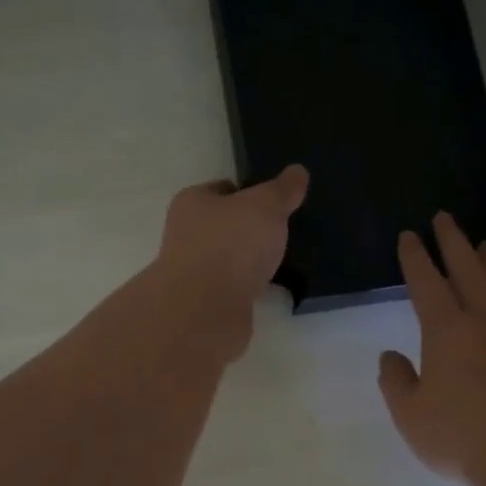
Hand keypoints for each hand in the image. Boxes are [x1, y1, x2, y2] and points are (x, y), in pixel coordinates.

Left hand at [152, 165, 308, 358]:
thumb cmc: (230, 246)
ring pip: (232, 258)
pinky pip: (236, 287)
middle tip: (286, 229)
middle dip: (253, 228)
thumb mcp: (265, 206)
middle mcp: (188, 234)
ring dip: (253, 260)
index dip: (251, 191)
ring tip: (287, 258)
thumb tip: (297, 171)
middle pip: (227, 224)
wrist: (204, 313)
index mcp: (192, 202)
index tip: (278, 200)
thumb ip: (282, 190)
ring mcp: (196, 271)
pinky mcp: (208, 303)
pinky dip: (252, 286)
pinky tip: (275, 286)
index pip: (224, 188)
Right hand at [378, 213, 485, 485]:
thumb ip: (395, 381)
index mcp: (447, 330)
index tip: (409, 236)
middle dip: (453, 240)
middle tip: (445, 219)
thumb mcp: (410, 417)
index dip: (415, 256)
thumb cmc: (463, 441)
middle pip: (469, 267)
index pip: (426, 281)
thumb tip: (390, 356)